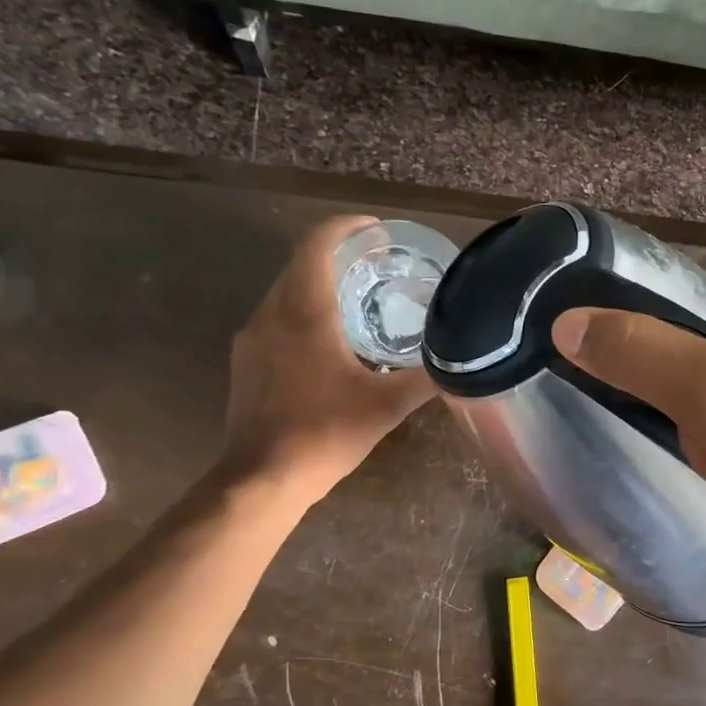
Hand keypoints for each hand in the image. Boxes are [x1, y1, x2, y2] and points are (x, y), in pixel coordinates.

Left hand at [222, 216, 435, 499]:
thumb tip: (460, 362)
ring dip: (318, 284)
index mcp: (305, 312)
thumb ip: (426, 378)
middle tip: (377, 266)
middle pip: (300, 264)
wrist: (262, 477)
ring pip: (285, 292)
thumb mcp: (387, 406)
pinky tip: (328, 341)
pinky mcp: (245, 362)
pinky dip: (302, 312)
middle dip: (336, 255)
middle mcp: (271, 314)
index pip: (317, 245)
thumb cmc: (325, 433)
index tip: (376, 230)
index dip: (346, 227)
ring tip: (357, 300)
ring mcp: (252, 338)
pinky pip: (276, 319)